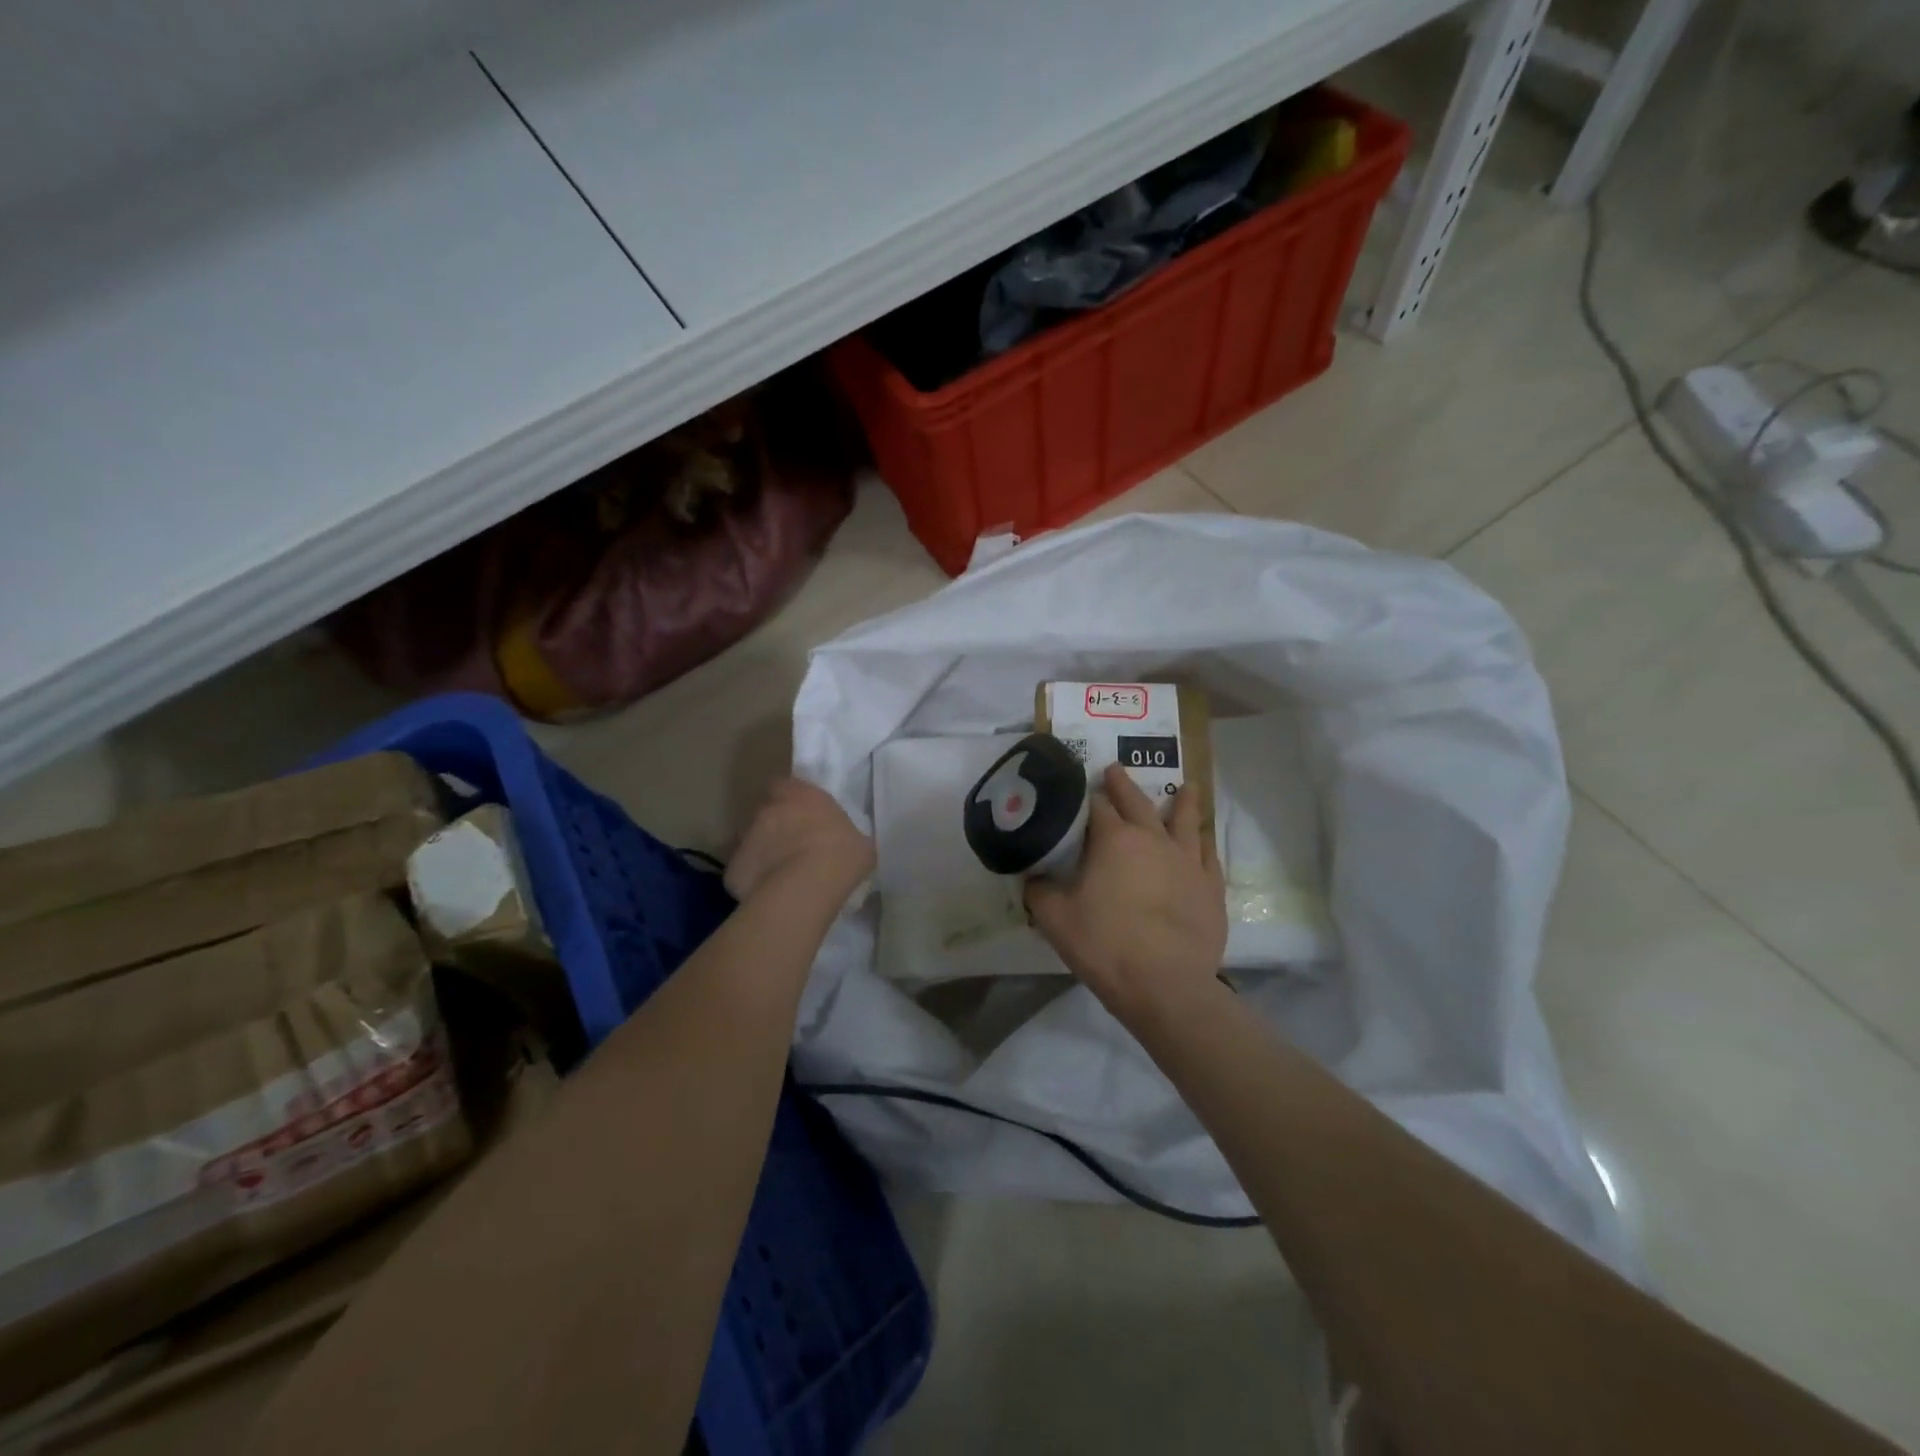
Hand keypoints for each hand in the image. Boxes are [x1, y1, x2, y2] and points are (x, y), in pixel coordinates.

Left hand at [725, 777, 873, 905]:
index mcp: (801, 795)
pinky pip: (743, 871)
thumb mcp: (860, 843)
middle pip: (765, 812)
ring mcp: (745, 838)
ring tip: (782, 874)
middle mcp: (767, 809)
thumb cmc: (841, 856)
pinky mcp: (732, 868)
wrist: (805, 888)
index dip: (791, 799)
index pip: (785, 785)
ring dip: (763, 852)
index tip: (803, 815)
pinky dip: (753, 879)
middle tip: (793, 846)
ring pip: (751, 841)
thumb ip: (847, 836)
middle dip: (775, 825)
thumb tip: (847, 845)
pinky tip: (770, 893)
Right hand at [1026, 764, 1226, 1020]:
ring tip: (1186, 787)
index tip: (1077, 789)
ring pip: (1185, 821)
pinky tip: (1203, 840)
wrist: (1165, 985)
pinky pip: (1209, 855)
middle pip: (1138, 803)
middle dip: (1123, 785)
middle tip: (1115, 770)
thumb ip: (1039, 892)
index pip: (1097, 807)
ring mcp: (1187, 861)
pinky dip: (1204, 842)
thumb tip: (1032, 878)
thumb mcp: (1055, 920)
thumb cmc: (1105, 946)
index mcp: (1114, 841)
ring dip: (1182, 802)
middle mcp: (1153, 840)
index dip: (1085, 796)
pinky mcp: (1211, 887)